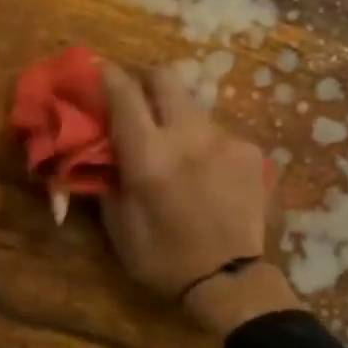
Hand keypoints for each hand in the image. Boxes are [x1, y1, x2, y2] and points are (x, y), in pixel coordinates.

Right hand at [99, 63, 300, 335]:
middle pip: (165, 78)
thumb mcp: (118, 224)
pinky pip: (215, 131)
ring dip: (171, 111)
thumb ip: (108, 178)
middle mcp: (189, 135)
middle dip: (143, 76)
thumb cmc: (162, 258)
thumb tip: (100, 150)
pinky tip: (198, 167)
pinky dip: (198, 139)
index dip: (107, 75)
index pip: (124, 94)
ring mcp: (226, 140)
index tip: (97, 68)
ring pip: (191, 105)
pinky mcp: (250, 151)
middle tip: (129, 90)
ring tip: (165, 139)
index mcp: (150, 156)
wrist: (230, 280)